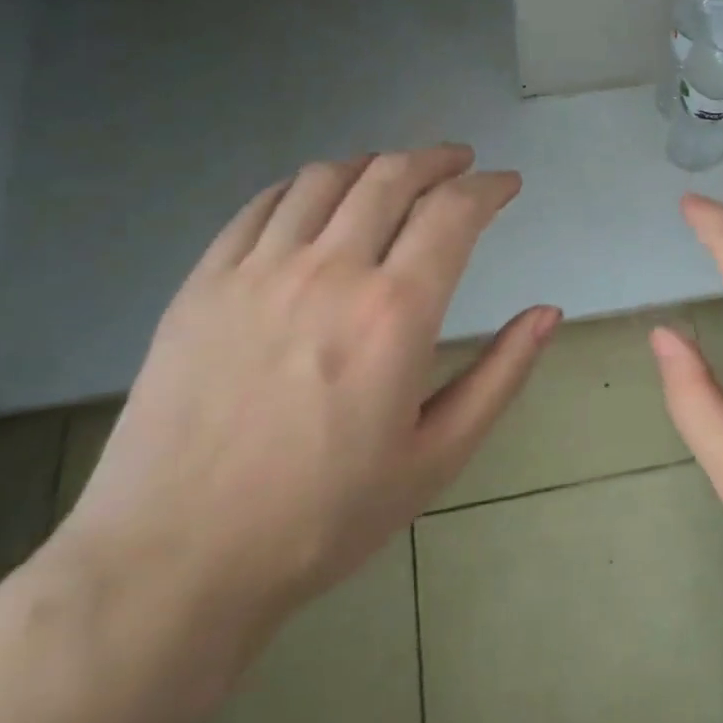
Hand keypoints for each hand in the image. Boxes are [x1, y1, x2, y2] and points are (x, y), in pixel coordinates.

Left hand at [56, 145, 559, 654]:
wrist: (174, 562)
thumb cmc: (322, 518)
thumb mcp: (437, 458)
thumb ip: (500, 375)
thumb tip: (548, 312)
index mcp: (395, 313)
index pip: (454, 212)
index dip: (489, 187)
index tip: (507, 184)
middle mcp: (330, 271)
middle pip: (393, 176)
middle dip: (438, 159)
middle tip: (461, 163)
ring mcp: (258, 271)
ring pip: (328, 178)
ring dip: (375, 163)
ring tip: (396, 172)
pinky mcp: (204, 282)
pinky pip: (262, 204)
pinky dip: (305, 184)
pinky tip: (319, 195)